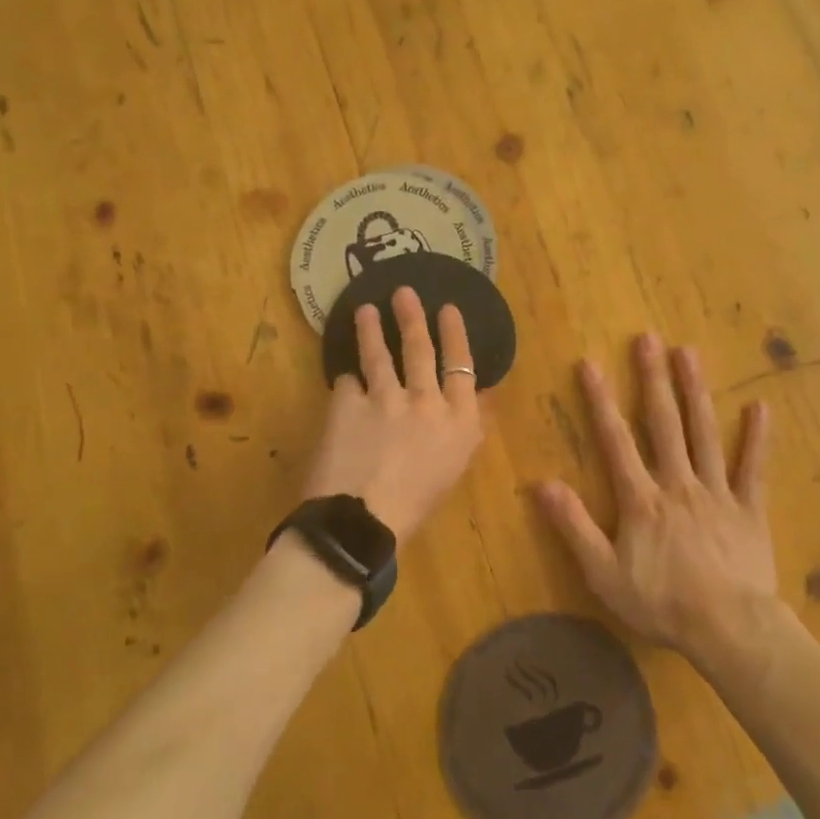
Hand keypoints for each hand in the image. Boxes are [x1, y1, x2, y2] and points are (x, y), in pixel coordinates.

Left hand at [300, 287, 483, 538]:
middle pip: (420, 348)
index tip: (448, 309)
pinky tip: (343, 386)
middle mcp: (426, 401)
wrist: (360, 526)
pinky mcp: (347, 402)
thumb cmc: (414, 506)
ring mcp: (385, 398)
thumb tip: (476, 394)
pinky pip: (347, 383)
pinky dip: (347, 384)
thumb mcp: (454, 467)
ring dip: (371, 328)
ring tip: (365, 310)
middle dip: (412, 316)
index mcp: (459, 421)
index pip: (462, 365)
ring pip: (379, 353)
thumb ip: (466, 425)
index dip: (455, 334)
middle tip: (404, 291)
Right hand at [536, 335, 776, 658]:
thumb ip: (575, 527)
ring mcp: (717, 492)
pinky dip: (757, 438)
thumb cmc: (662, 604)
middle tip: (648, 339)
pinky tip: (760, 406)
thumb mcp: (604, 575)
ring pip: (705, 433)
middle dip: (653, 379)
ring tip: (689, 353)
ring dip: (695, 392)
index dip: (601, 401)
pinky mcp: (749, 508)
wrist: (730, 632)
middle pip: (664, 423)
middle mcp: (678, 483)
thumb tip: (542, 484)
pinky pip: (753, 469)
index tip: (591, 363)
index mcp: (642, 499)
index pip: (616, 440)